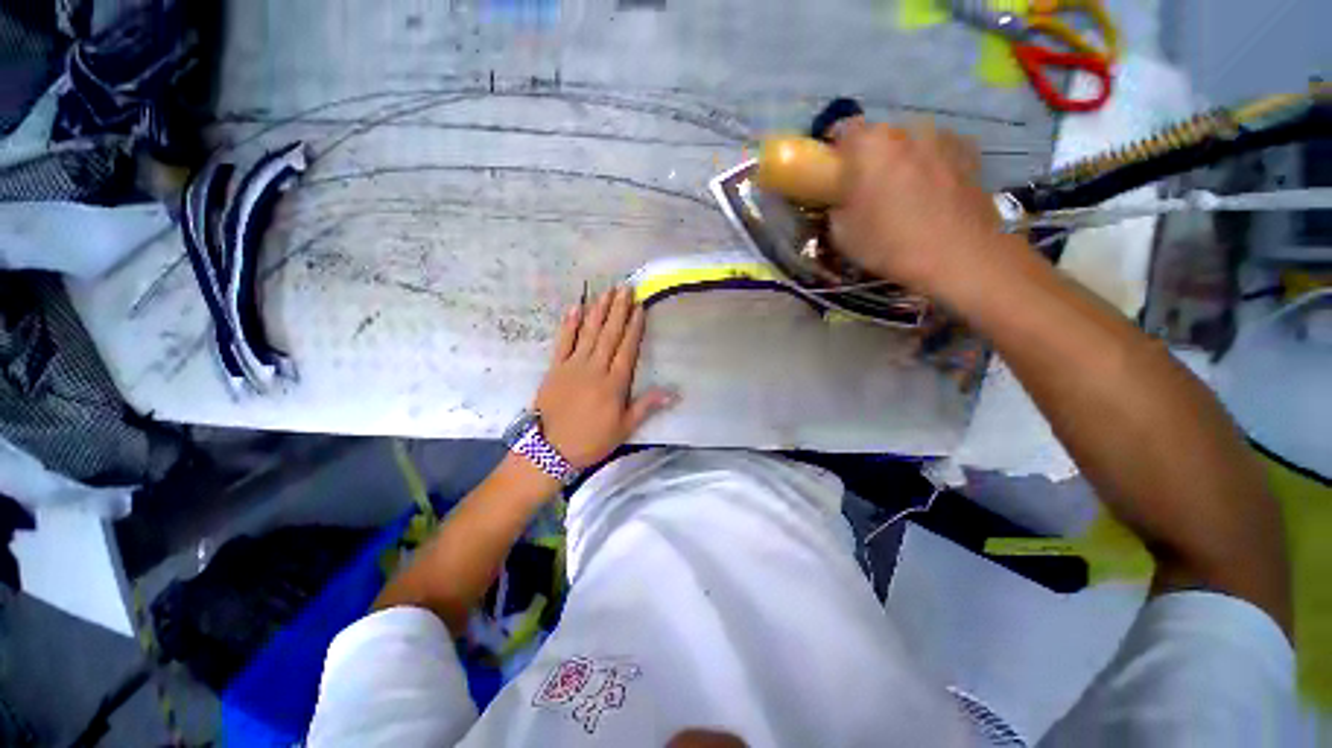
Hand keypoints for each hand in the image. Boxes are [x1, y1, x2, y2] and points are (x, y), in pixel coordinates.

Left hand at [535, 287, 675, 468]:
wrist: (548, 451)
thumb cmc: (591, 441)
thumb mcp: (624, 428)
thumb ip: (647, 406)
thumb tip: (674, 392)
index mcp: (614, 384)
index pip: (627, 348)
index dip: (634, 327)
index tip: (639, 307)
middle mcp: (595, 368)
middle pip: (610, 334)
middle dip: (619, 310)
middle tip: (625, 287)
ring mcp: (573, 366)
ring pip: (589, 333)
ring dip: (598, 311)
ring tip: (607, 292)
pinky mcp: (555, 368)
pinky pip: (563, 341)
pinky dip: (569, 324)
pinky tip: (575, 308)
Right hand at [828, 119, 1009, 294]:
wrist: (957, 254)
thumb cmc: (889, 243)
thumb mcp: (842, 234)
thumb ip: (836, 207)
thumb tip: (841, 200)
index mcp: (870, 145)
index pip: (843, 129)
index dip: (835, 149)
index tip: (833, 170)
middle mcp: (906, 130)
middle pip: (880, 136)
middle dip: (870, 156)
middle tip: (867, 187)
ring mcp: (942, 137)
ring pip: (911, 142)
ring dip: (902, 158)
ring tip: (904, 190)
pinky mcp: (968, 152)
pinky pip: (938, 151)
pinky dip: (930, 164)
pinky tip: (931, 191)